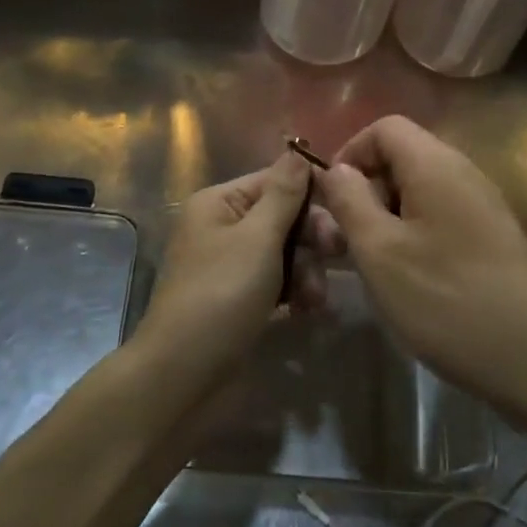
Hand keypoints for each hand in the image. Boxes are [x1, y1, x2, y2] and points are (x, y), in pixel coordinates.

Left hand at [136, 153, 328, 386]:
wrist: (182, 376)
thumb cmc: (221, 296)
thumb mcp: (257, 239)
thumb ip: (283, 194)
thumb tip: (297, 150)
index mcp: (219, 202)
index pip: (275, 180)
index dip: (311, 194)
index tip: (344, 213)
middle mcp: (222, 226)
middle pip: (282, 216)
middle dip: (311, 236)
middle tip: (337, 253)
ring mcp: (230, 265)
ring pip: (284, 252)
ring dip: (306, 270)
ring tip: (316, 298)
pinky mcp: (239, 298)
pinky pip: (276, 281)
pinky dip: (294, 292)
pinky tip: (309, 311)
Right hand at [317, 115, 526, 428]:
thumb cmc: (446, 301)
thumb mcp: (379, 252)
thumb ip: (349, 200)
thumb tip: (336, 170)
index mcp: (436, 165)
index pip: (384, 126)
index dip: (350, 152)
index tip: (333, 199)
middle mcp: (464, 172)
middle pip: (402, 155)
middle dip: (367, 188)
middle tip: (349, 237)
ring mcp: (483, 204)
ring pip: (419, 188)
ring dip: (388, 214)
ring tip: (376, 262)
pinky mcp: (493, 235)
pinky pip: (441, 213)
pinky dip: (414, 231)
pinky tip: (411, 277)